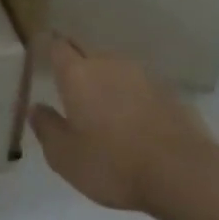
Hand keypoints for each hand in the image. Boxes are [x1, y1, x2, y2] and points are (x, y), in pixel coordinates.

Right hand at [30, 37, 215, 213]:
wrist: (181, 172)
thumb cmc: (112, 164)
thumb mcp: (64, 156)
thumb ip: (46, 128)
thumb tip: (37, 108)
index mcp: (78, 75)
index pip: (59, 47)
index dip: (50, 48)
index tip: (44, 54)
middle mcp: (110, 64)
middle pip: (88, 55)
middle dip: (78, 67)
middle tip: (70, 90)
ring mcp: (143, 75)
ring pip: (116, 70)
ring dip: (107, 83)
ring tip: (102, 109)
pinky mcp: (169, 92)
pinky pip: (140, 87)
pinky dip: (131, 97)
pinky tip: (132, 121)